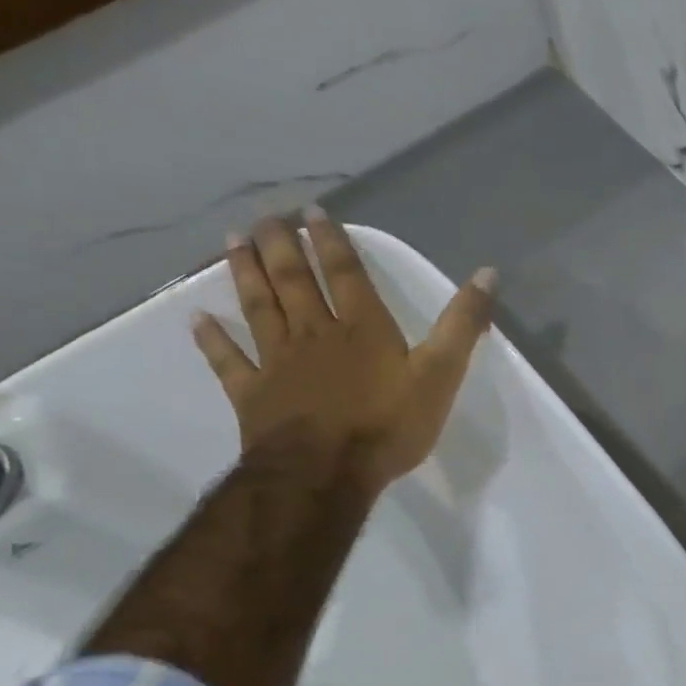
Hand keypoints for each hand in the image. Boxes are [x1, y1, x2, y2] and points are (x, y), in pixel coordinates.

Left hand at [192, 211, 497, 495]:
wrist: (325, 473)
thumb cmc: (388, 424)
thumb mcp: (441, 373)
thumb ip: (462, 324)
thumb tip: (488, 273)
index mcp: (362, 327)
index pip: (344, 273)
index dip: (331, 241)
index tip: (314, 211)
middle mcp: (315, 333)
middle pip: (293, 280)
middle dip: (281, 245)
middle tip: (267, 216)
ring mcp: (278, 362)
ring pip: (258, 307)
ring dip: (245, 273)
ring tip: (233, 241)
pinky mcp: (253, 394)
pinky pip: (229, 361)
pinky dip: (213, 339)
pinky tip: (198, 319)